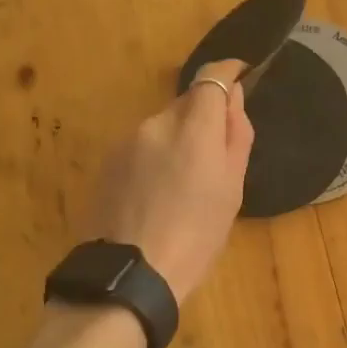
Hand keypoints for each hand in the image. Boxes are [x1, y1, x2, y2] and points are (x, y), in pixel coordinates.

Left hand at [84, 60, 254, 302]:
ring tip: (184, 184)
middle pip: (187, 103)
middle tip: (216, 156)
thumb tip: (233, 98)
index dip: (227, 72)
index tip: (239, 74)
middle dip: (203, 116)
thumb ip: (235, 136)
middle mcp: (157, 124)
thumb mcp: (232, 190)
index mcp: (194, 130)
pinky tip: (157, 193)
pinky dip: (155, 156)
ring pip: (163, 125)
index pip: (211, 77)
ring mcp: (126, 141)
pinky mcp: (107, 161)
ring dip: (178, 139)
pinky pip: (141, 145)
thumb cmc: (195, 237)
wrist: (130, 275)